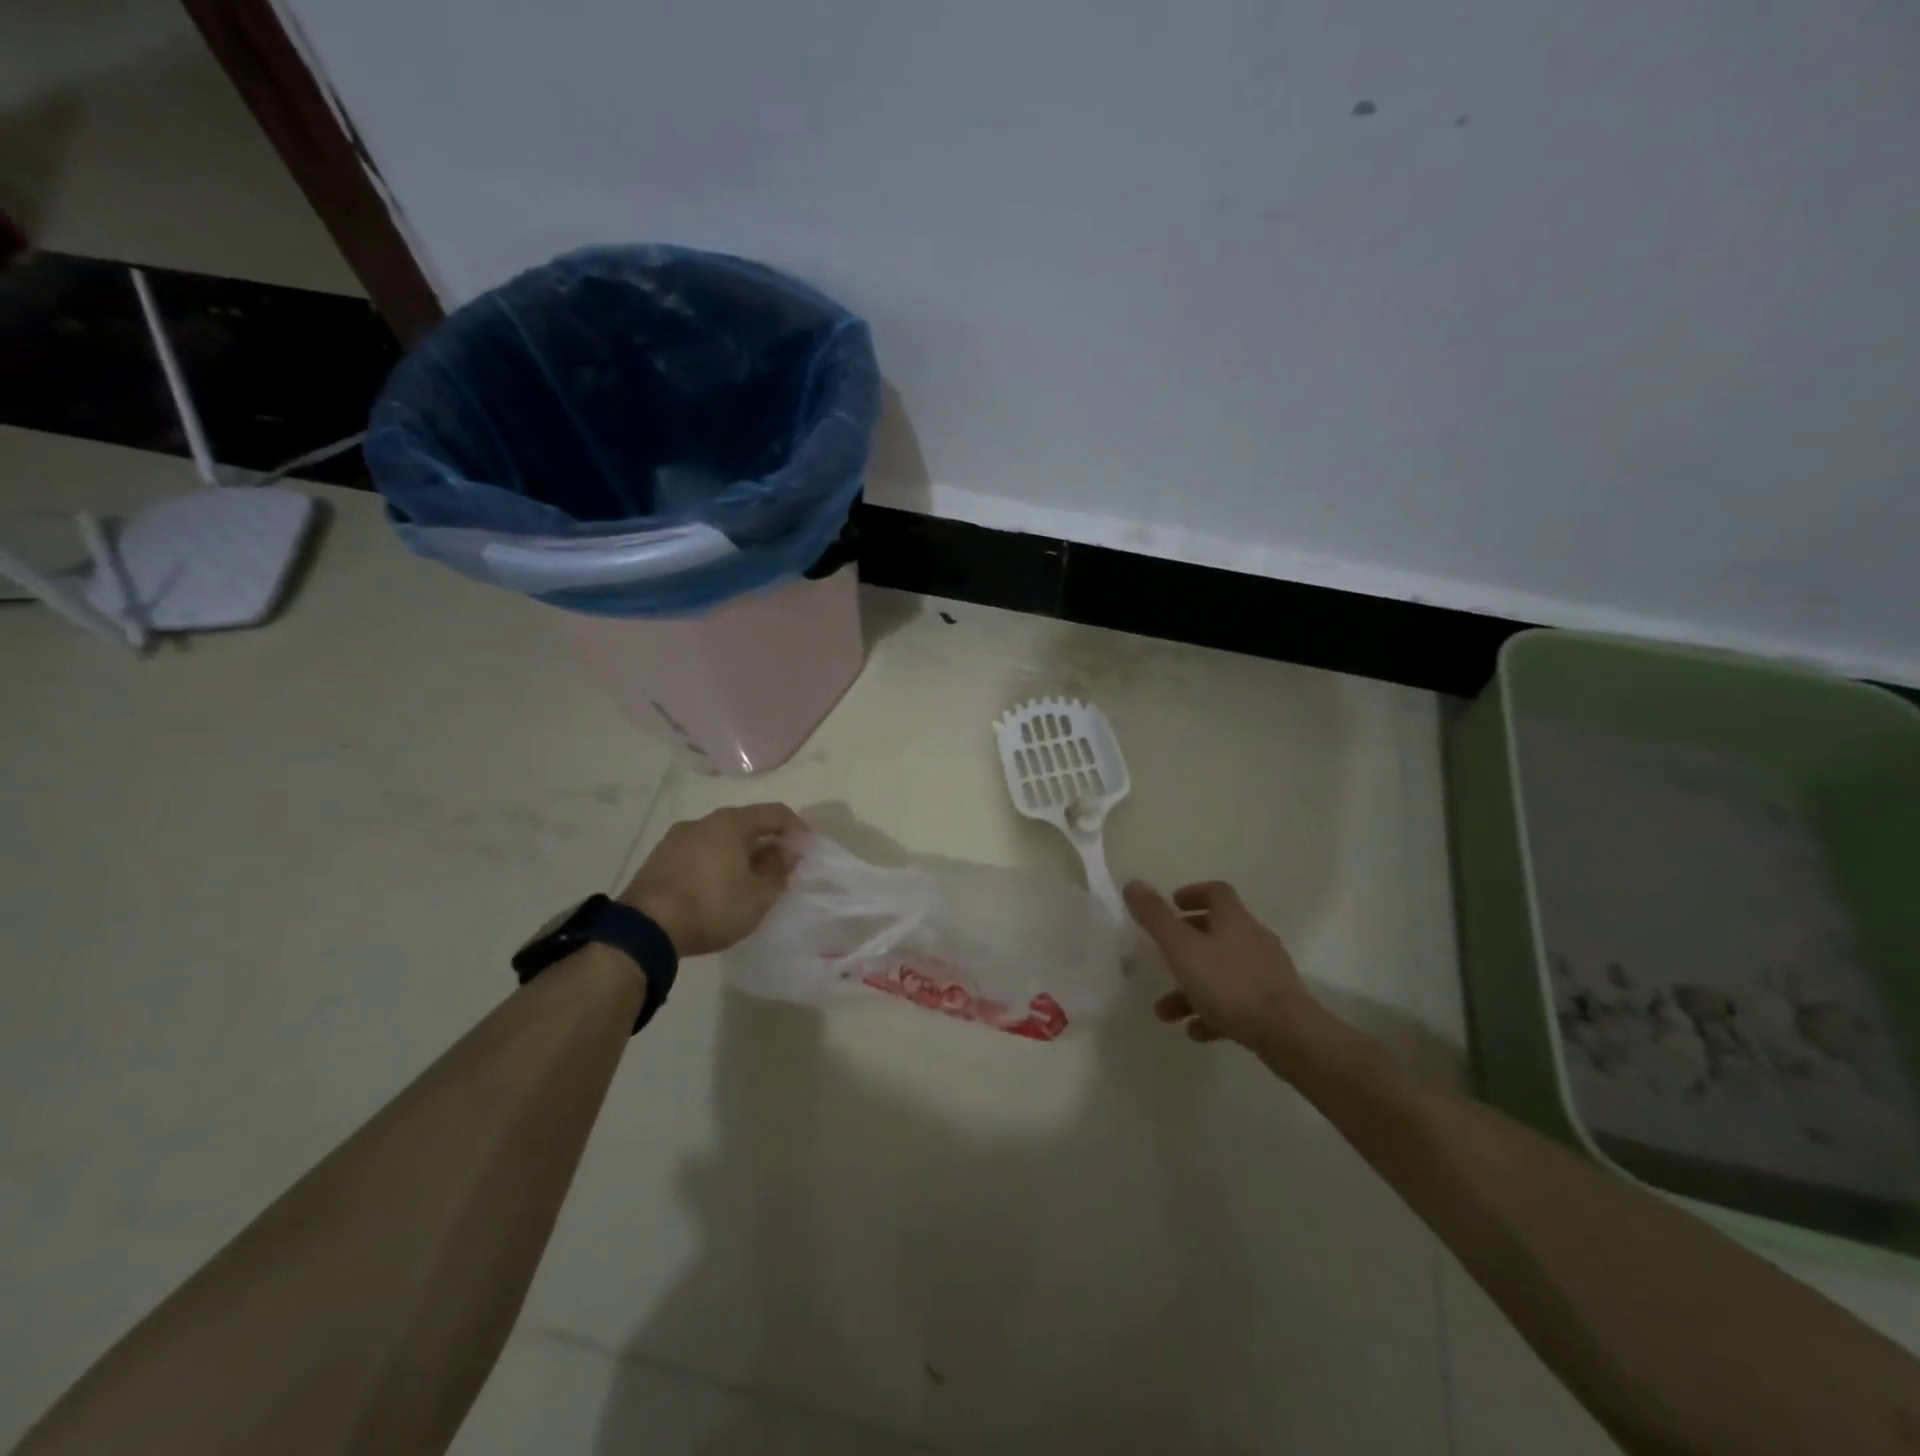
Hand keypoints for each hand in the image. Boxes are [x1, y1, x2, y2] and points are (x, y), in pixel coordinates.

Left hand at [620, 804, 803, 955]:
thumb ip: (779, 871)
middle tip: (781, 870)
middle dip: (767, 844)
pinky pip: (699, 854)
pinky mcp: (658, 860)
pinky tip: (719, 890)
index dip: (797, 830)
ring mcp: (676, 839)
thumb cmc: (711, 906)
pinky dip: (716, 864)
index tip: (807, 853)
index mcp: (730, 823)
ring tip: (749, 882)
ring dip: (741, 855)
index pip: (775, 813)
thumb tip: (786, 853)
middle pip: (746, 824)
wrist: (644, 929)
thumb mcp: (758, 896)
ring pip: (720, 840)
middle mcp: (702, 822)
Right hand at [1124, 879, 1329, 1065]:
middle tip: (1162, 955)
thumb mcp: (1181, 948)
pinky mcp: (1274, 1005)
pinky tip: (1195, 1031)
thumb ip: (1155, 917)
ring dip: (1192, 986)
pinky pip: (1236, 1002)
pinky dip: (1213, 1011)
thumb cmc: (1229, 984)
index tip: (1171, 905)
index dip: (1193, 893)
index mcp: (1234, 919)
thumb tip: (1133, 883)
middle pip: (1217, 932)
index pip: (1216, 892)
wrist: (1288, 1034)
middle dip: (1186, 944)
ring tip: (1166, 1011)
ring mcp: (1266, 973)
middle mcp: (1253, 939)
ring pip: (1222, 971)